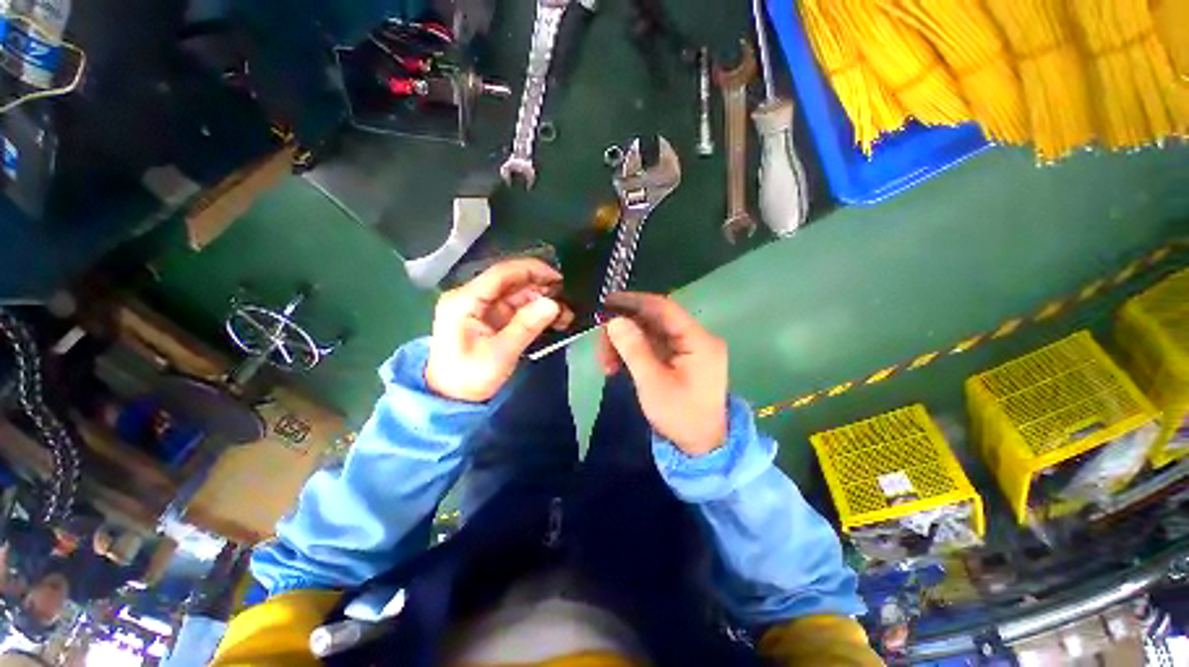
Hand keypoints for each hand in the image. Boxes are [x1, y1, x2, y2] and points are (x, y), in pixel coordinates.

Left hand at [425, 259, 573, 401]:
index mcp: (465, 300)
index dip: (532, 270)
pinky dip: (537, 313)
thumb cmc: (469, 377)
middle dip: (541, 289)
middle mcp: (473, 297)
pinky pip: (518, 309)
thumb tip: (553, 304)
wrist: (452, 399)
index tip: (559, 277)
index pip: (502, 273)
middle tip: (568, 299)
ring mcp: (483, 308)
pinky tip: (555, 320)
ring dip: (542, 302)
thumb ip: (526, 326)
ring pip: (518, 295)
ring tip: (566, 315)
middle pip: (512, 282)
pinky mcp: (492, 319)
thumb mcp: (500, 353)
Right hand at [598, 292, 727, 455]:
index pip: (664, 307)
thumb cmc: (680, 417)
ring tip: (606, 365)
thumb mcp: (653, 384)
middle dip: (623, 330)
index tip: (606, 302)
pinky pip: (652, 346)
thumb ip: (634, 349)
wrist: (702, 447)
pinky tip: (616, 366)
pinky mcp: (679, 358)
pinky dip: (632, 353)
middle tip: (601, 347)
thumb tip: (615, 320)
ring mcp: (687, 348)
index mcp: (698, 340)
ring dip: (624, 344)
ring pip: (649, 334)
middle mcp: (695, 338)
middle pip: (653, 321)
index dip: (633, 301)